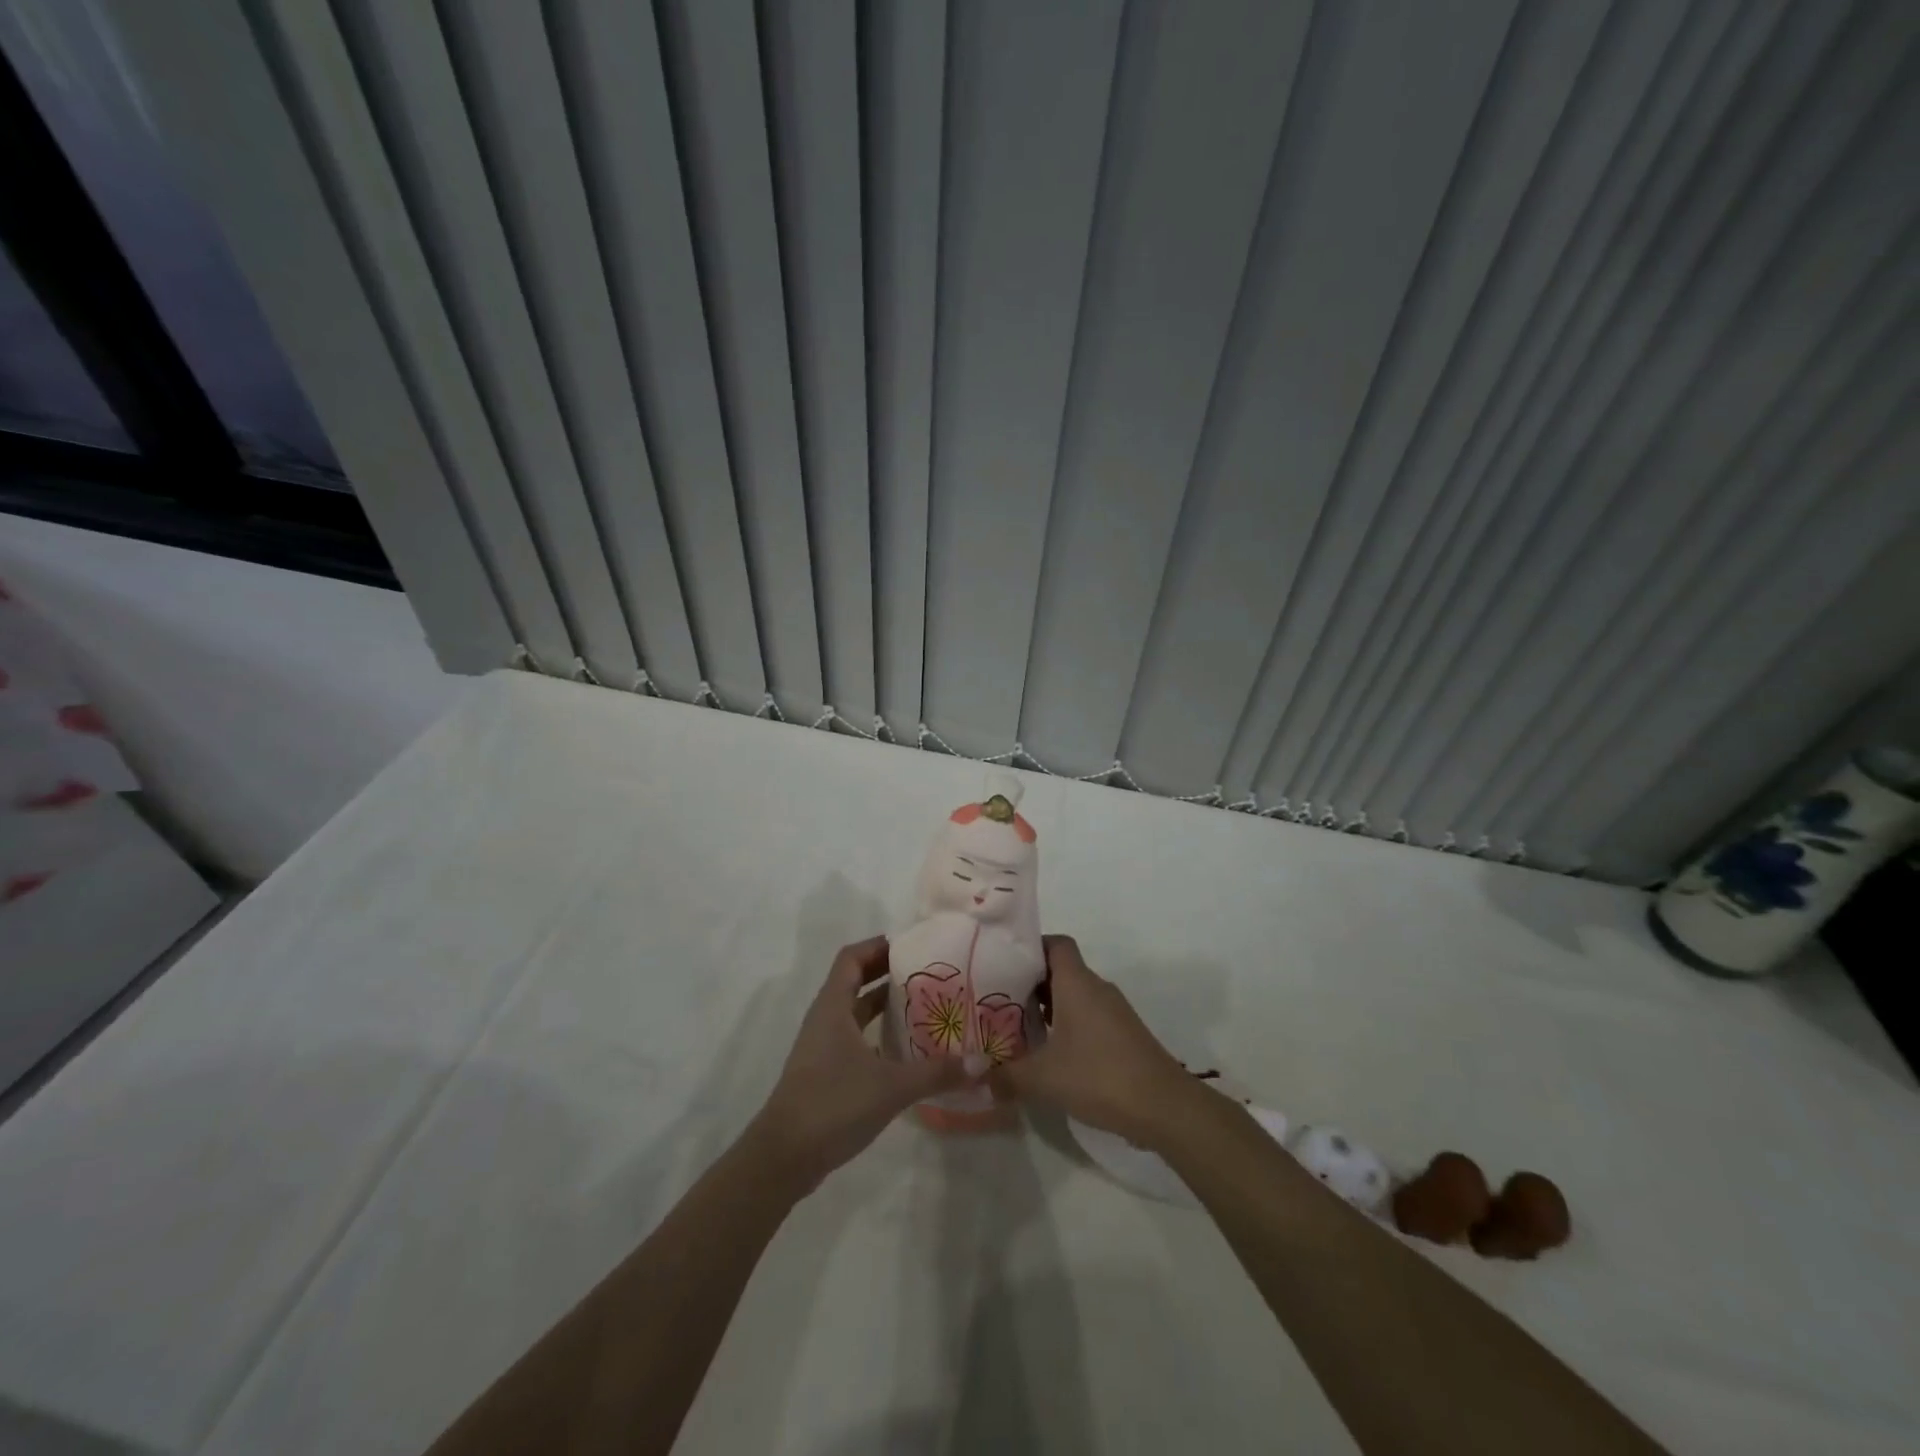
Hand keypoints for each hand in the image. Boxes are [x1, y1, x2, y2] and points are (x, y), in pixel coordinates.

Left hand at [748, 937, 981, 1192]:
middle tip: (927, 972)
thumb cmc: (833, 1104)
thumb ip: (936, 1072)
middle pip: (854, 981)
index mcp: (833, 1007)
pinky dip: (878, 1035)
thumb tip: (981, 1063)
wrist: (784, 1157)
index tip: (912, 945)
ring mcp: (822, 1047)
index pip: (852, 958)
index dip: (878, 946)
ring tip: (923, 1005)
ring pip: (855, 1013)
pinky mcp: (825, 1073)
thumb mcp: (891, 1086)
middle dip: (887, 973)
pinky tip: (906, 1050)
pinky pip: (855, 1039)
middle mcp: (825, 1019)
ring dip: (884, 1005)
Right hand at [992, 935, 1201, 1150]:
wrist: (1164, 1106)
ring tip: (1018, 1027)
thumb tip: (978, 1078)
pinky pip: (1088, 1016)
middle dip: (1030, 982)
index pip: (1055, 943)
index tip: (1004, 963)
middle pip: (1061, 970)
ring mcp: (1113, 1011)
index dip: (1030, 947)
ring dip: (1048, 1007)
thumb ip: (1007, 1076)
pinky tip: (1051, 1053)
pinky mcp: (1123, 1034)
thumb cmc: (1100, 1076)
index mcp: (1077, 983)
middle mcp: (1096, 988)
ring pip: (1074, 995)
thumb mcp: (1043, 1079)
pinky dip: (1067, 1025)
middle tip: (998, 999)